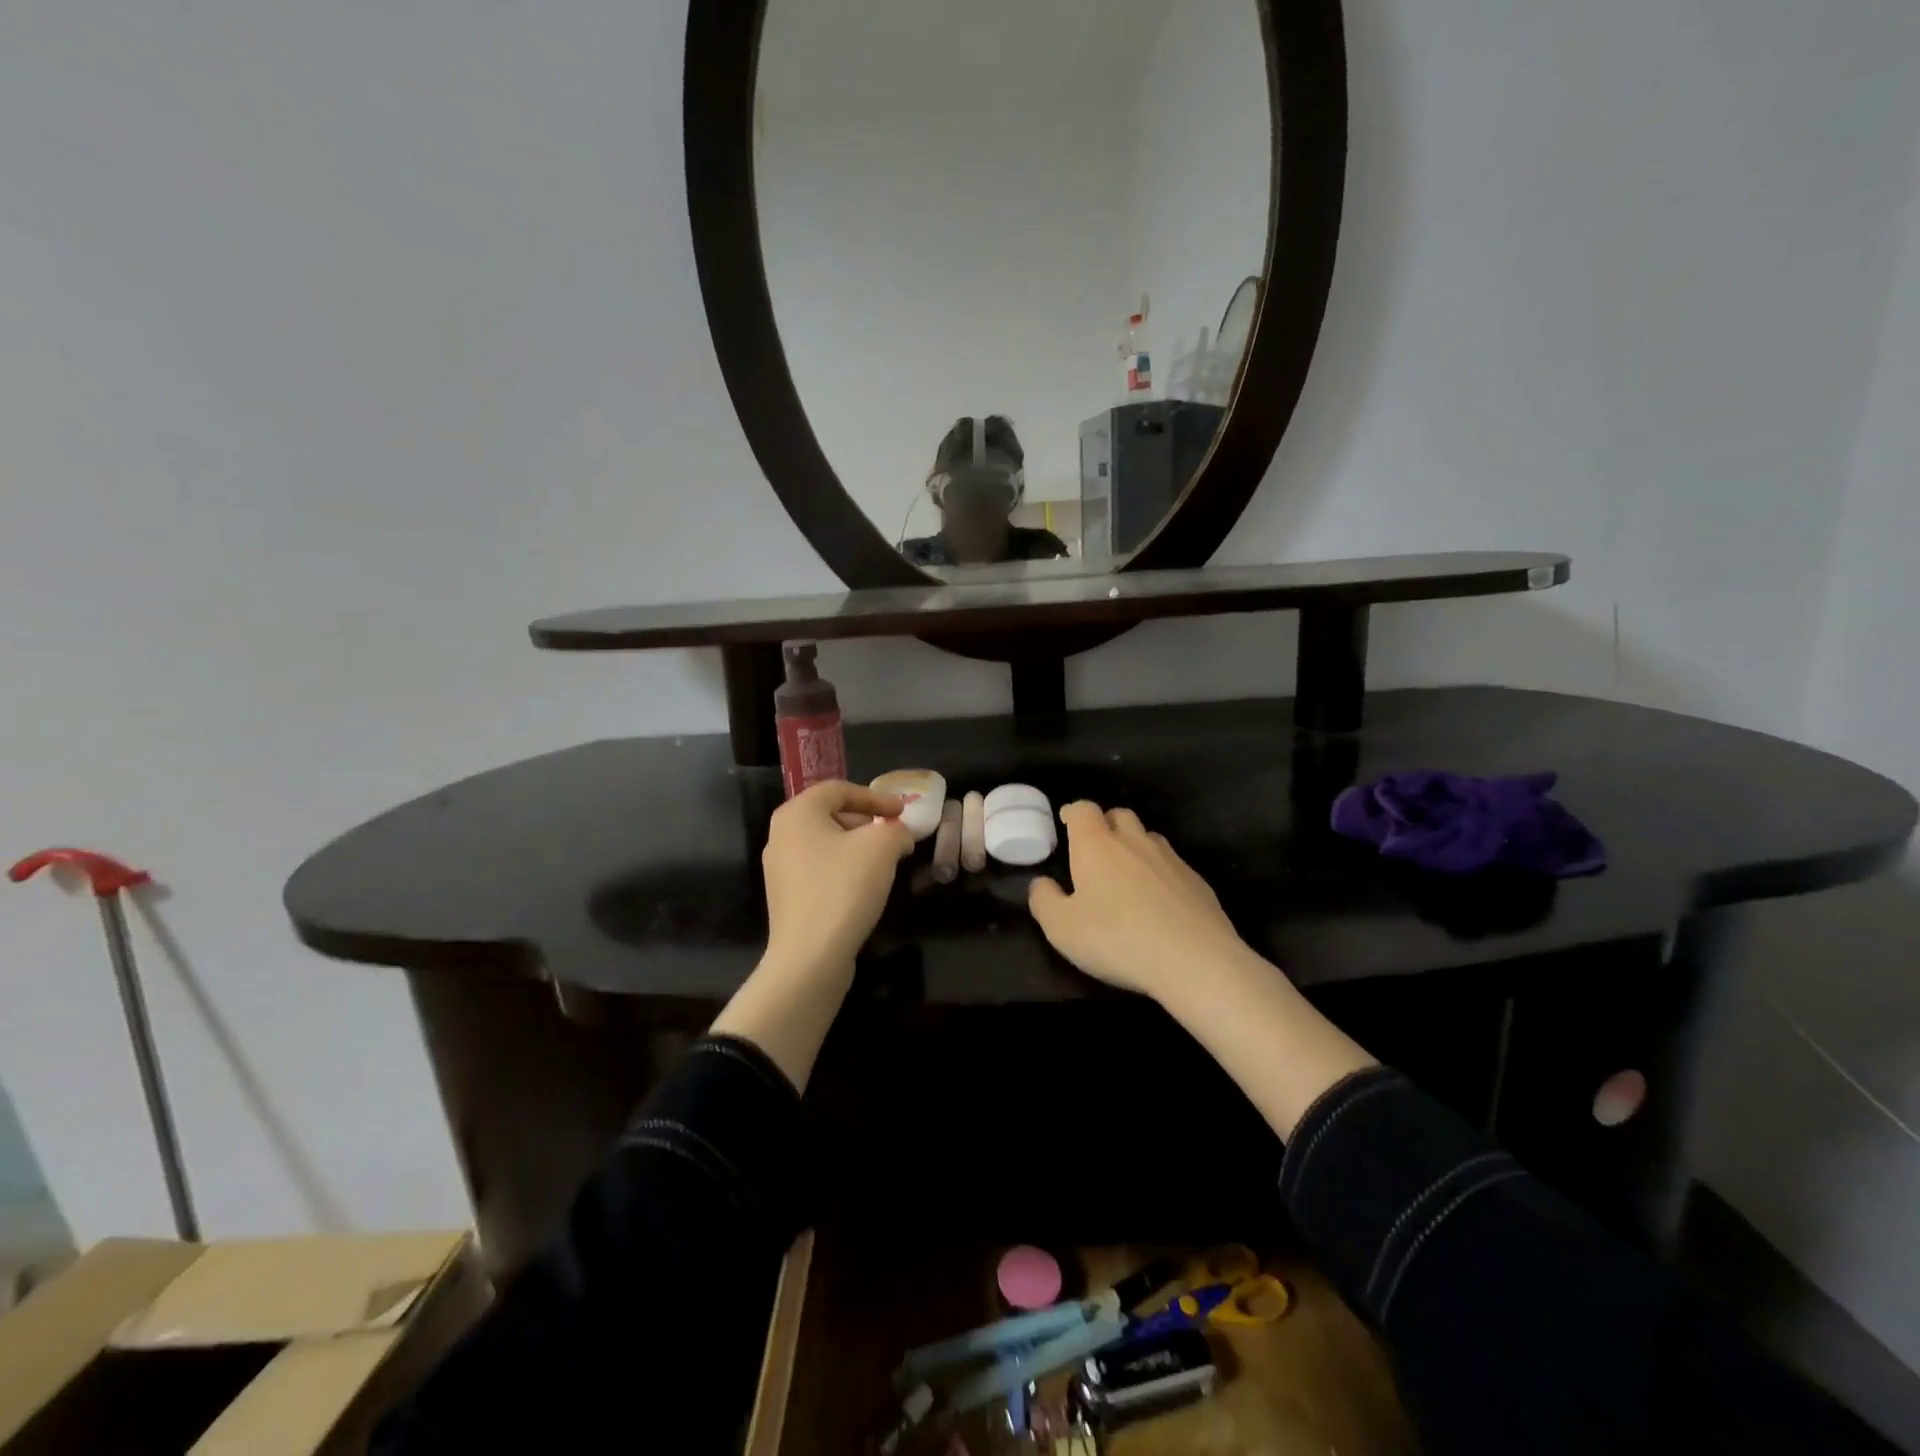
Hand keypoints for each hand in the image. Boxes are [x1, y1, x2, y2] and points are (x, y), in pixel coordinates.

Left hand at [761, 781, 914, 979]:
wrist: (810, 956)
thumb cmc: (844, 887)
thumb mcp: (882, 846)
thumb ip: (896, 830)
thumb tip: (899, 835)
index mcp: (797, 813)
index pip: (839, 789)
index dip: (875, 797)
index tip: (902, 812)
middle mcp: (780, 835)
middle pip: (830, 814)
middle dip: (866, 821)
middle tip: (893, 834)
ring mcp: (779, 868)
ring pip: (825, 844)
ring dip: (857, 847)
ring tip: (884, 862)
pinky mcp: (786, 897)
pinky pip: (819, 870)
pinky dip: (843, 869)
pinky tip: (863, 887)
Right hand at [1028, 801, 1257, 999]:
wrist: (1195, 960)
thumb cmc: (1117, 939)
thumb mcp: (1062, 928)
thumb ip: (1044, 900)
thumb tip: (1041, 883)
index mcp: (1097, 844)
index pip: (1083, 809)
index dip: (1073, 813)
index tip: (1066, 825)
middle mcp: (1134, 841)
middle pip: (1118, 815)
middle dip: (1105, 825)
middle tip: (1095, 851)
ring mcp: (1171, 859)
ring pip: (1148, 838)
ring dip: (1134, 847)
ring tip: (1126, 876)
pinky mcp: (1198, 881)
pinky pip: (1172, 866)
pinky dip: (1160, 874)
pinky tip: (1158, 903)